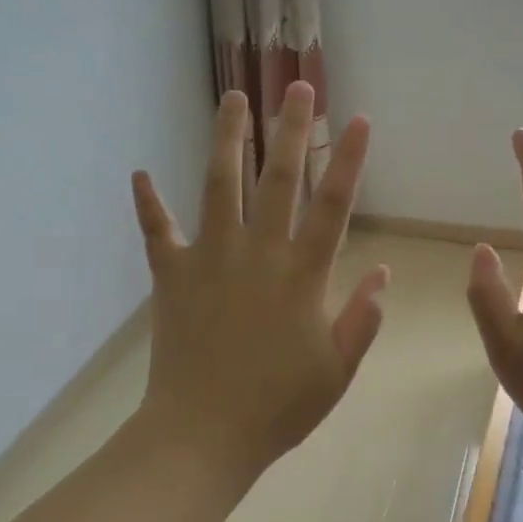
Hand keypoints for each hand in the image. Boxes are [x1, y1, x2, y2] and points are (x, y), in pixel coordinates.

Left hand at [130, 81, 388, 489]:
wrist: (203, 434)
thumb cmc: (278, 407)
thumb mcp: (336, 370)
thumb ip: (361, 319)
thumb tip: (382, 274)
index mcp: (302, 276)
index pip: (333, 206)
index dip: (349, 160)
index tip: (359, 120)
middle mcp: (257, 254)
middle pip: (277, 179)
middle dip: (292, 130)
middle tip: (298, 87)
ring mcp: (210, 259)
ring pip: (219, 186)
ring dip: (227, 139)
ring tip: (232, 98)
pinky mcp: (171, 276)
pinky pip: (157, 232)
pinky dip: (148, 204)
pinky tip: (140, 173)